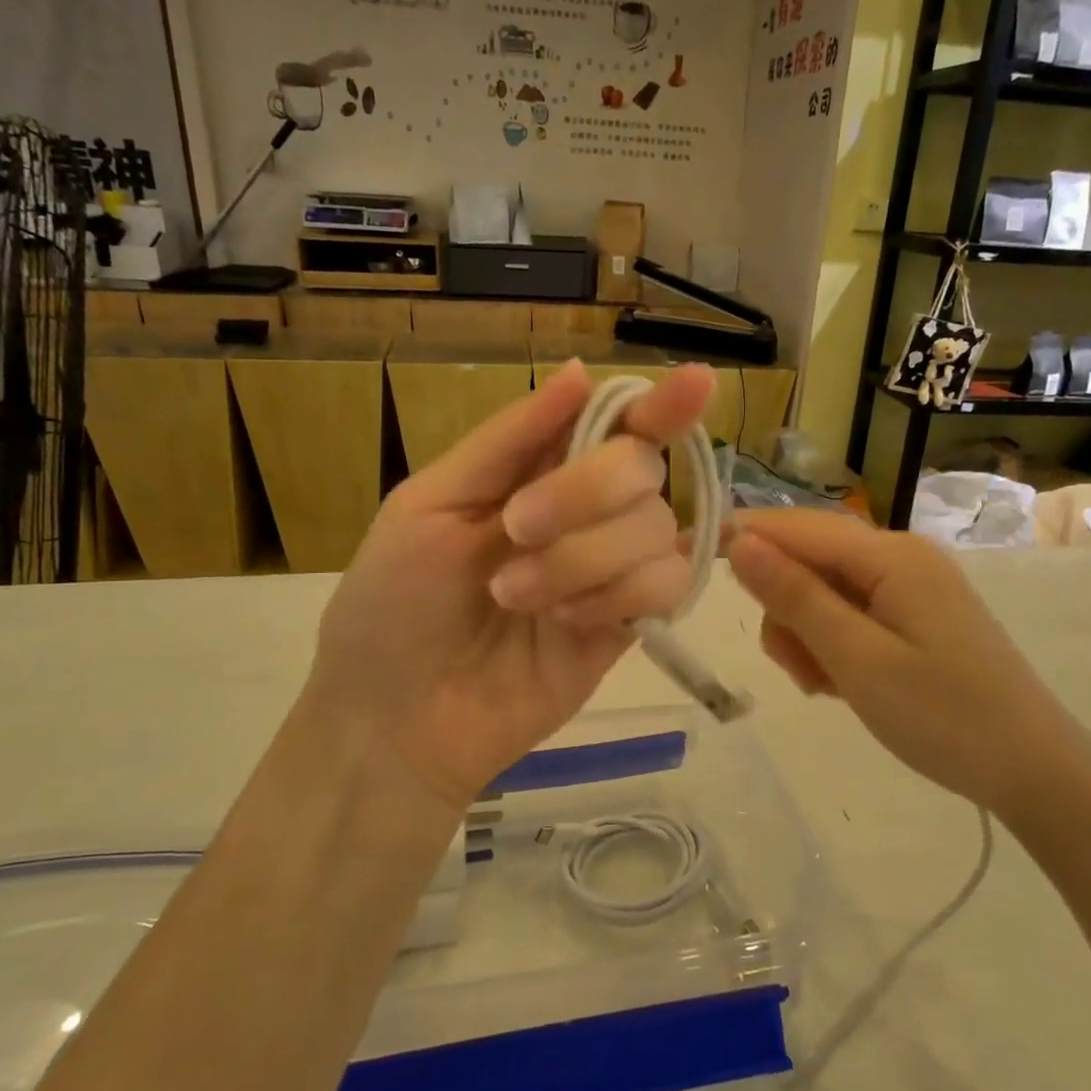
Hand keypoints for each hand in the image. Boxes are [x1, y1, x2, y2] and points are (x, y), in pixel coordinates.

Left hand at [305, 360, 715, 810]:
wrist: (397, 719)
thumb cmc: (393, 602)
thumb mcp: (431, 504)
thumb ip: (511, 439)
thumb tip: (579, 370)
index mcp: (538, 471)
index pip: (617, 423)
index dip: (660, 403)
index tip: (697, 383)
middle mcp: (587, 513)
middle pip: (642, 469)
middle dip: (584, 493)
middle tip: (516, 530)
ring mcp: (611, 571)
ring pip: (657, 530)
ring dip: (585, 558)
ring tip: (516, 599)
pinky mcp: (628, 626)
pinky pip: (665, 588)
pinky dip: (617, 597)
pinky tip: (565, 624)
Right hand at [727, 509, 1059, 814]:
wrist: (1032, 770)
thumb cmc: (942, 716)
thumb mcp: (856, 659)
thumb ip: (795, 596)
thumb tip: (740, 541)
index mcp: (891, 555)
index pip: (797, 527)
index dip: (743, 538)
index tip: (692, 561)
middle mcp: (900, 556)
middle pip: (810, 559)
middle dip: (786, 607)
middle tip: (798, 669)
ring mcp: (910, 586)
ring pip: (825, 591)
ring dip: (808, 633)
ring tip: (825, 685)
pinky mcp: (915, 614)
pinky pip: (851, 613)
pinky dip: (833, 644)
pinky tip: (844, 682)